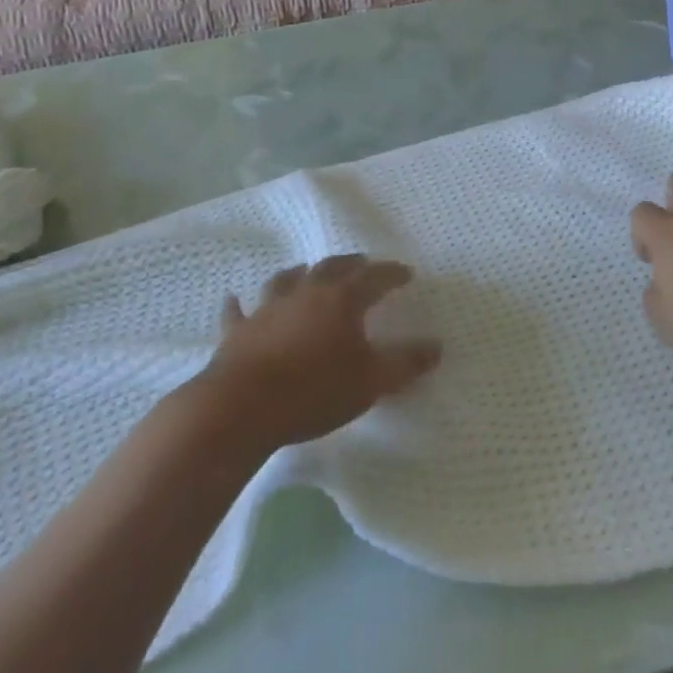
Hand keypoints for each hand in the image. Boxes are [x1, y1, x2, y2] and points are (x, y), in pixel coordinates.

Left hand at [198, 255, 441, 450]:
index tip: (407, 274)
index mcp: (341, 300)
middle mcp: (305, 293)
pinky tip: (235, 298)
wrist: (241, 408)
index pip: (374, 278)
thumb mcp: (371, 381)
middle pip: (331, 268)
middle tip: (362, 264)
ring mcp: (268, 309)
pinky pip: (239, 312)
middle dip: (350, 264)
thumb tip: (437, 347)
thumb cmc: (314, 391)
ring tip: (306, 270)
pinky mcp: (238, 332)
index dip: (392, 274)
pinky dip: (240, 304)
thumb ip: (406, 363)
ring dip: (299, 273)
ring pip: (286, 280)